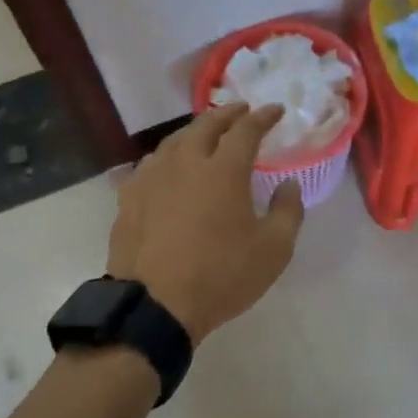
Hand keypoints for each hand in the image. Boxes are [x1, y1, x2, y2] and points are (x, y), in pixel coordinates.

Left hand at [107, 104, 304, 343]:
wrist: (153, 307)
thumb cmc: (221, 276)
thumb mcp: (273, 250)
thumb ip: (288, 211)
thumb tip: (288, 185)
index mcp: (223, 170)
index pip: (246, 129)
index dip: (263, 116)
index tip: (275, 110)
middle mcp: (186, 163)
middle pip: (206, 124)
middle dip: (228, 113)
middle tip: (242, 111)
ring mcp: (152, 178)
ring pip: (174, 140)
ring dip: (195, 130)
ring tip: (206, 133)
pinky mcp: (129, 198)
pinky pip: (150, 164)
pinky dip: (167, 156)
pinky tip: (168, 166)